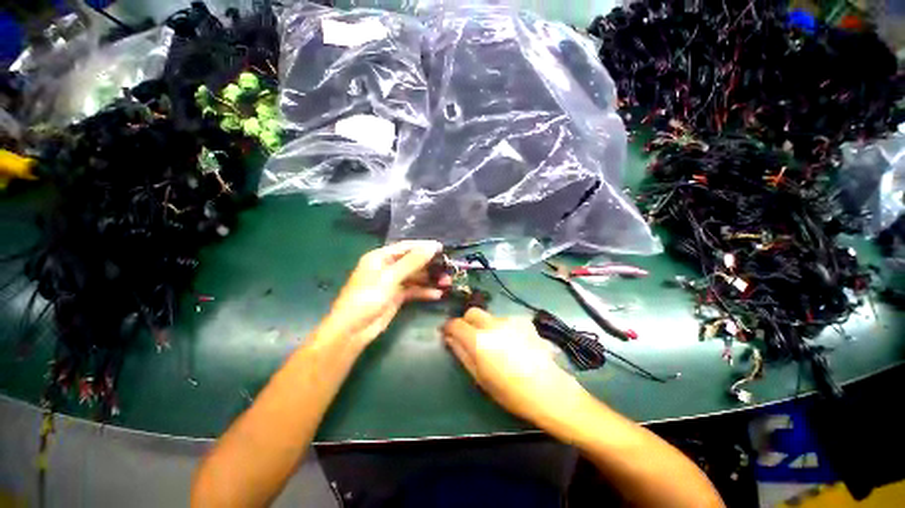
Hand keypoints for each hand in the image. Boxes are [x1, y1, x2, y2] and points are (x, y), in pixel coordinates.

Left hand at [319, 240, 450, 347]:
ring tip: (447, 283)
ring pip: (415, 277)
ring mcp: (392, 283)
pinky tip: (437, 294)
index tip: (441, 248)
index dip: (423, 246)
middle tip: (448, 268)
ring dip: (430, 279)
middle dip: (430, 265)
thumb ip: (412, 262)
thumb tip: (432, 247)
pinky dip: (425, 292)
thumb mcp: (390, 277)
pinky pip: (414, 290)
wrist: (353, 330)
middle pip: (412, 262)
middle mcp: (387, 268)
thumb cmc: (367, 297)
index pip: (405, 247)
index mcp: (380, 257)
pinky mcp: (397, 297)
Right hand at [441, 308, 585, 429]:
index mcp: (478, 339)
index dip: (449, 327)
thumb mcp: (479, 377)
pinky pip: (506, 321)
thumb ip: (461, 353)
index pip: (455, 323)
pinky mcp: (524, 321)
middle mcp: (492, 324)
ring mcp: (510, 320)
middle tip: (470, 338)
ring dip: (486, 326)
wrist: (549, 390)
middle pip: (472, 312)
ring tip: (496, 344)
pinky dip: (502, 328)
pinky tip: (513, 343)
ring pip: (489, 317)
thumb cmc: (510, 391)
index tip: (447, 334)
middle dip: (467, 322)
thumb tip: (449, 338)